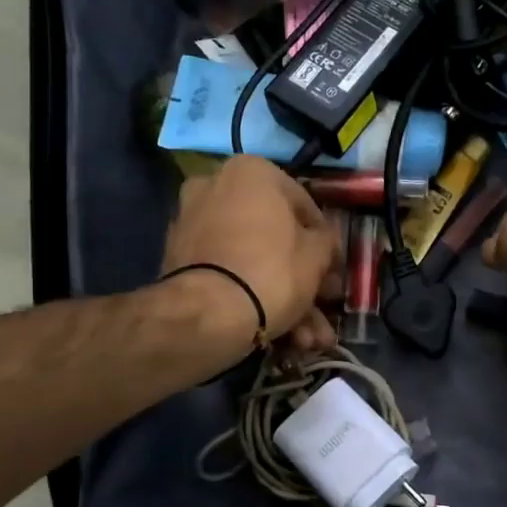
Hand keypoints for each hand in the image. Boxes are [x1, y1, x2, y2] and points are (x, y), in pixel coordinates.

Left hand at [161, 156, 341, 353]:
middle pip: (271, 233)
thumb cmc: (272, 271)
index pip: (302, 204)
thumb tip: (322, 239)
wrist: (207, 314)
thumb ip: (325, 240)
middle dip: (299, 273)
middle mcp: (214, 185)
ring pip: (249, 257)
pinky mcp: (176, 257)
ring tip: (305, 335)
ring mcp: (191, 221)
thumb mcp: (317, 255)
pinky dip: (248, 293)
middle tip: (320, 302)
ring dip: (280, 294)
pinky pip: (225, 270)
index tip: (331, 267)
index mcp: (251, 171)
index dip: (322, 240)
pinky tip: (274, 330)